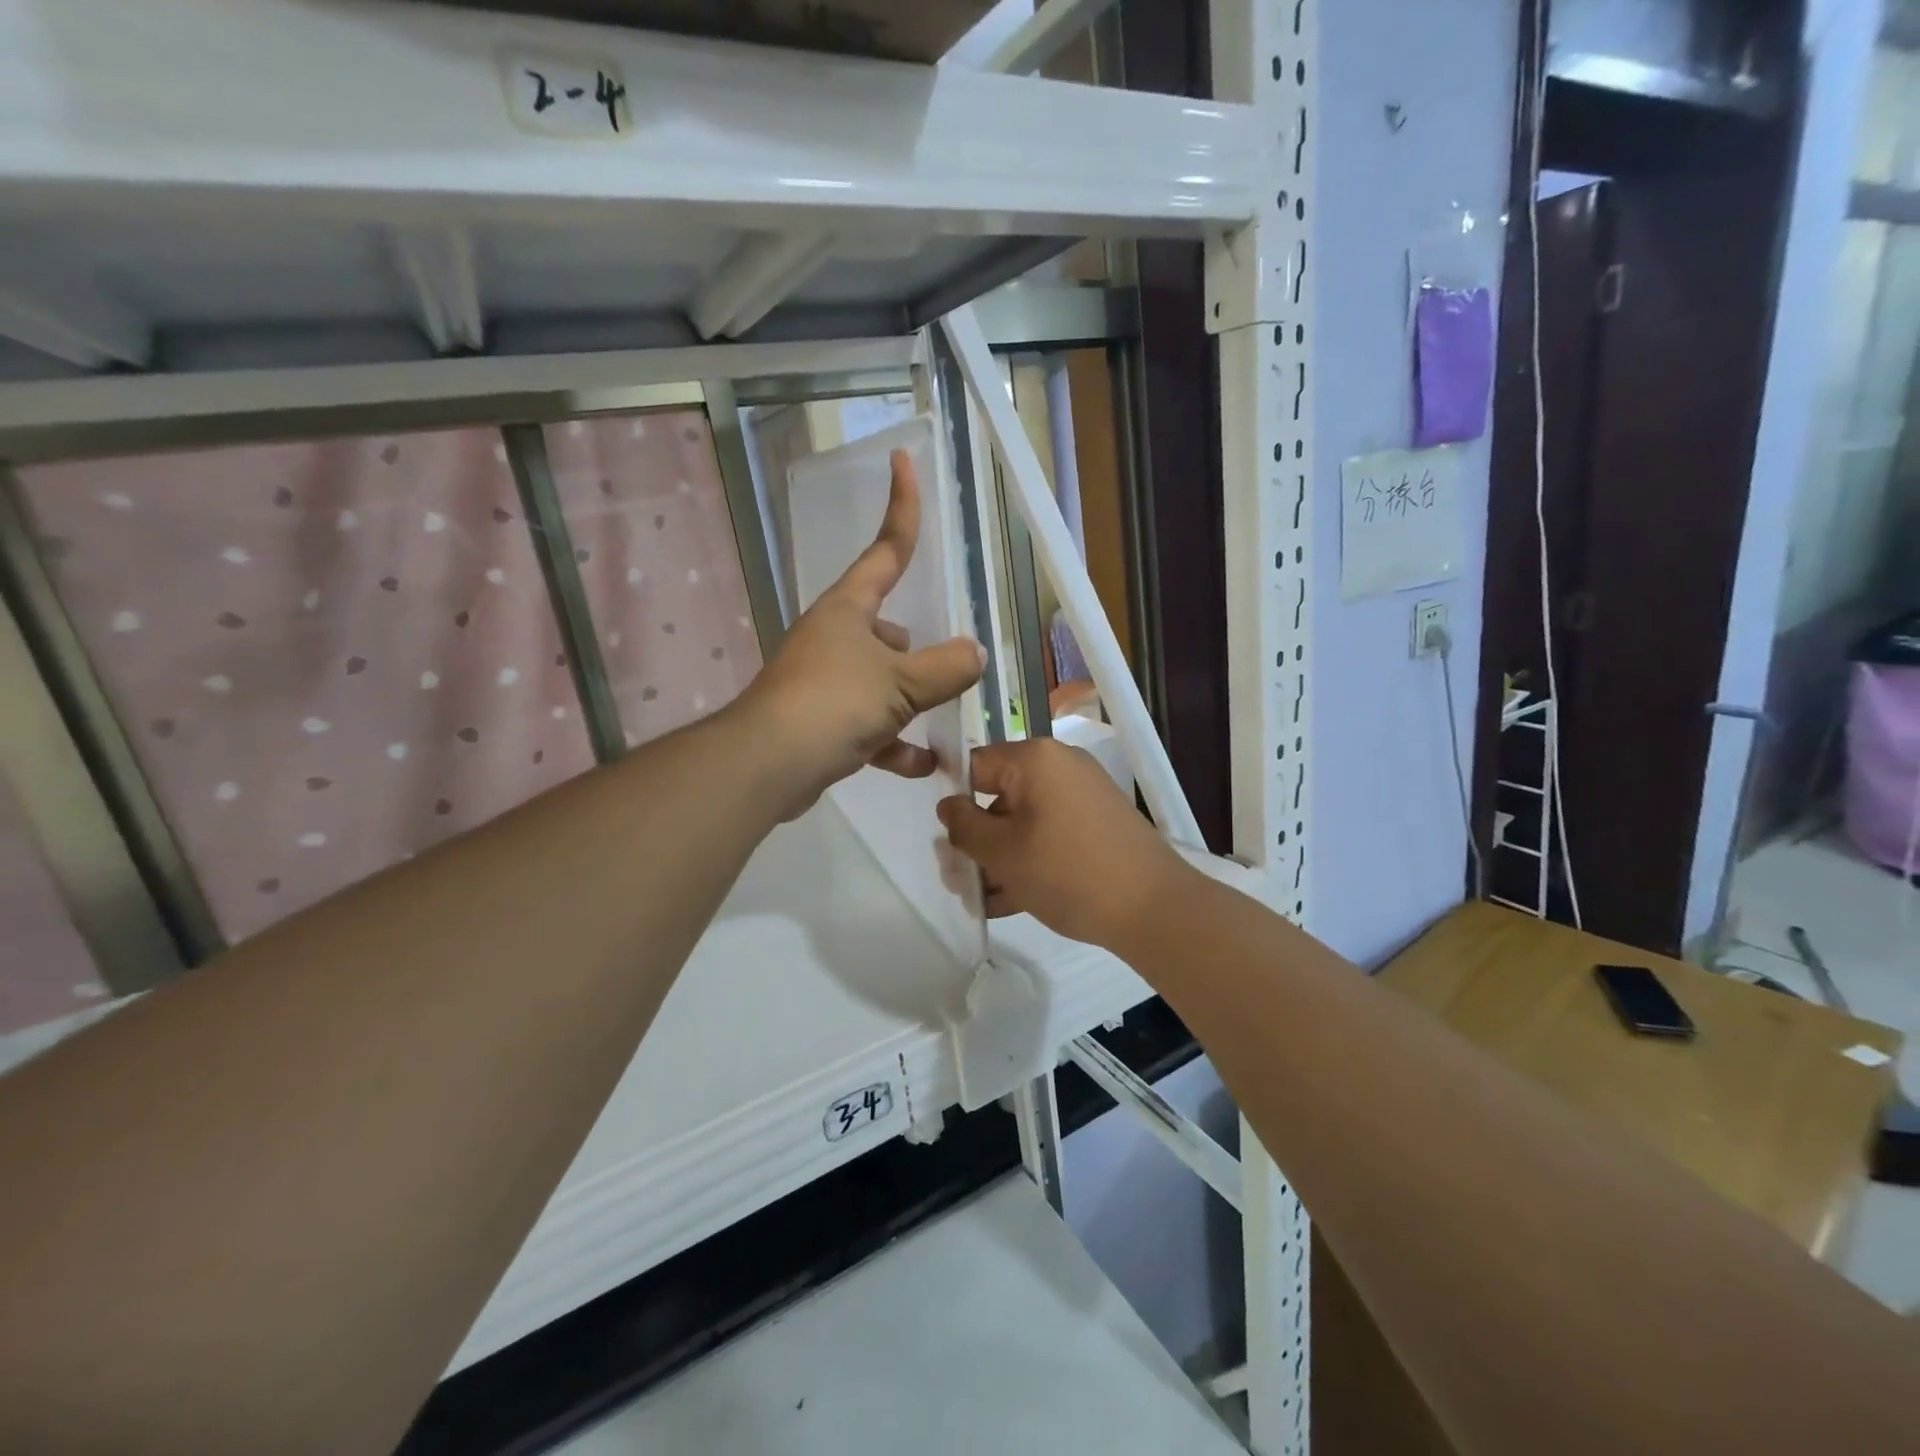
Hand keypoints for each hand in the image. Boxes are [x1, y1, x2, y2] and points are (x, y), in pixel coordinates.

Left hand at [735, 448, 984, 818]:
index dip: (902, 507)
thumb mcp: (900, 683)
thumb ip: (945, 668)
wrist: (767, 764)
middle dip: (914, 650)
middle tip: (944, 672)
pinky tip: (920, 765)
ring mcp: (823, 679)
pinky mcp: (817, 720)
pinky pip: (866, 724)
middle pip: (887, 628)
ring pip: (878, 680)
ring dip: (907, 702)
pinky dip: (891, 742)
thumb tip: (974, 654)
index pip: (886, 550)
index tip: (903, 461)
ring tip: (938, 722)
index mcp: (848, 609)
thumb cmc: (833, 703)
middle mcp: (833, 637)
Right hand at [937, 739, 1193, 949]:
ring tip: (981, 899)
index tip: (943, 838)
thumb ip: (964, 826)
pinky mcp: (1096, 825)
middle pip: (999, 796)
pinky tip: (1008, 902)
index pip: (975, 765)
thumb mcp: (1002, 852)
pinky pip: (1049, 835)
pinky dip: (1029, 861)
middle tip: (957, 879)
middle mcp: (1060, 767)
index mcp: (1035, 759)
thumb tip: (948, 806)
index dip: (953, 799)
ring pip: (1023, 822)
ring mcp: (1082, 796)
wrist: (1153, 908)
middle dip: (976, 840)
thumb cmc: (1067, 871)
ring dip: (999, 858)